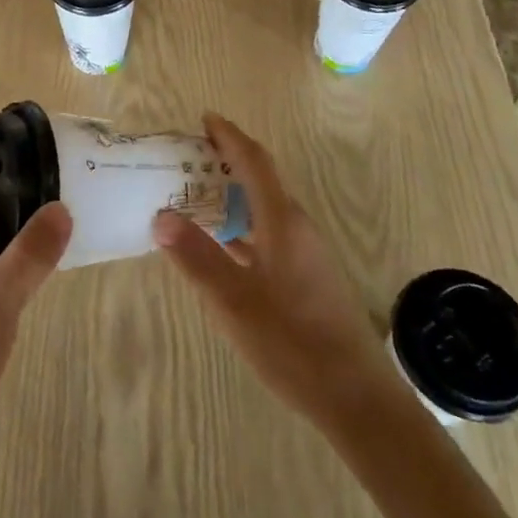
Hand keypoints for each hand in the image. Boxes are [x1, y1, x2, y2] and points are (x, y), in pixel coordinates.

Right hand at [152, 114, 395, 437]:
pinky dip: (243, 226)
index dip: (230, 136)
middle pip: (261, 180)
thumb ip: (196, 257)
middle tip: (187, 158)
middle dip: (227, 162)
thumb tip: (161, 216)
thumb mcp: (234, 301)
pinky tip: (223, 246)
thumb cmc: (293, 343)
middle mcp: (298, 227)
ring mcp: (307, 253)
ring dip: (234, 195)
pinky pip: (269, 233)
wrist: (356, 399)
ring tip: (196, 196)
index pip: (255, 162)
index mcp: (283, 222)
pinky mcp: (308, 277)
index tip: (205, 118)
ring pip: (265, 209)